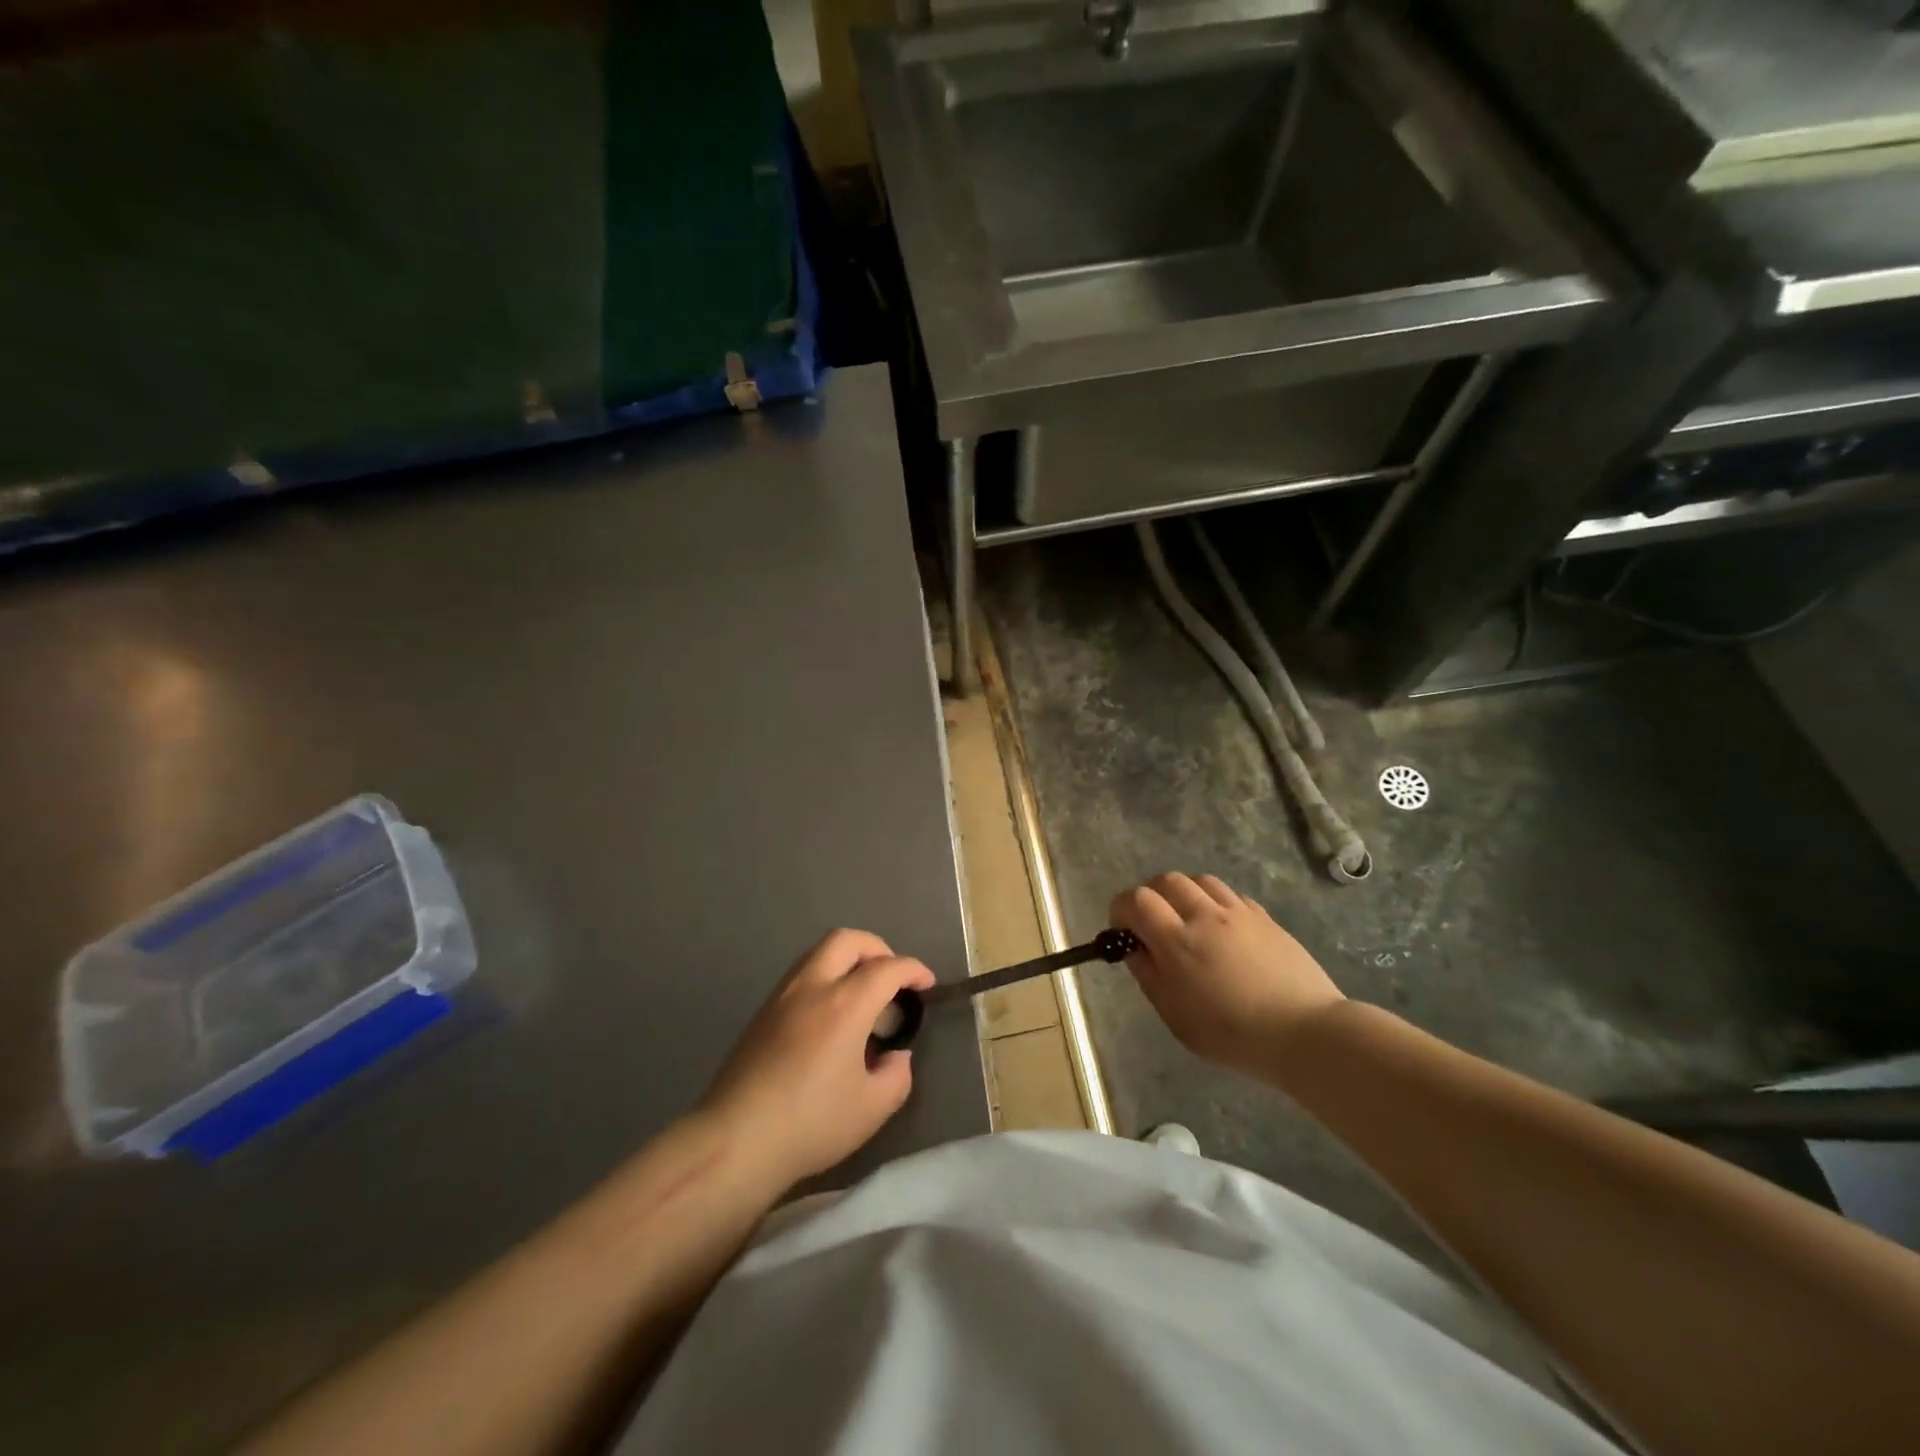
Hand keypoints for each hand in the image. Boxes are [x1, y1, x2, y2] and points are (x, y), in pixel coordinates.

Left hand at [701, 929, 934, 1192]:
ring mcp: (782, 996)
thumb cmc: (810, 1124)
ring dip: (848, 960)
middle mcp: (813, 986)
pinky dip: (825, 977)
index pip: (888, 968)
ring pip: (819, 952)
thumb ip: (896, 1076)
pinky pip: (801, 974)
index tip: (927, 985)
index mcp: (845, 1004)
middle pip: (848, 940)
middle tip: (892, 978)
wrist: (735, 1141)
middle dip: (878, 949)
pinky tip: (830, 1015)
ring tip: (862, 995)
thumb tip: (895, 1056)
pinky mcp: (762, 1012)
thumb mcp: (872, 1109)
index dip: (914, 971)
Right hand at [1110, 873, 1344, 1076]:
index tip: (1122, 929)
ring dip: (1184, 893)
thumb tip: (1133, 948)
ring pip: (1200, 880)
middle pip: (1167, 880)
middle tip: (1152, 922)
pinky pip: (1231, 895)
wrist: (1304, 1033)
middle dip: (1151, 895)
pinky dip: (1215, 902)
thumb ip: (1149, 975)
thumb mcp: (1176, 1015)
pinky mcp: (1265, 918)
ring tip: (1187, 919)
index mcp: (1177, 941)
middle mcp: (1205, 916)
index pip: (1137, 900)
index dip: (1121, 908)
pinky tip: (1221, 928)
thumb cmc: (1232, 1034)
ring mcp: (1238, 913)